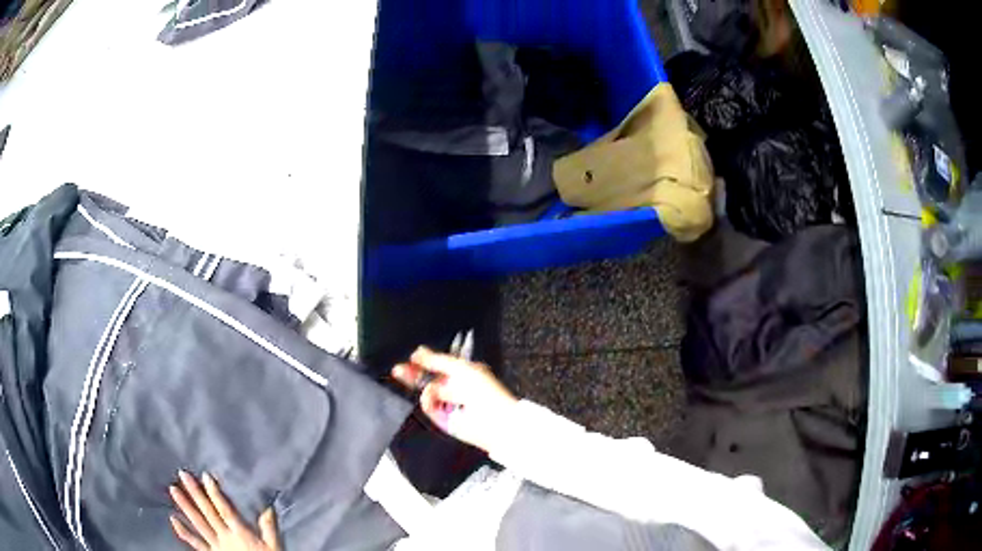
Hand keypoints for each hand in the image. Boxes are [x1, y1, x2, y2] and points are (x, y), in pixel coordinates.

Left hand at [169, 471, 279, 550]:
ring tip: (173, 489)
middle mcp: (225, 536)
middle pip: (208, 513)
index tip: (205, 476)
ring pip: (199, 524)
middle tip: (183, 474)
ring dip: (185, 507)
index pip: (226, 510)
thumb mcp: (274, 546)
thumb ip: (269, 528)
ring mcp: (216, 545)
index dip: (215, 493)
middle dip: (195, 493)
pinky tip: (173, 519)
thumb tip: (268, 507)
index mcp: (241, 533)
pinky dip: (184, 532)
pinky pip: (196, 544)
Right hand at [392, 346, 517, 452]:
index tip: (413, 357)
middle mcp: (455, 388)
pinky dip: (427, 400)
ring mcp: (448, 404)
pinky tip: (429, 396)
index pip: (440, 365)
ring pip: (426, 393)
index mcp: (463, 373)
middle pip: (429, 379)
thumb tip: (418, 351)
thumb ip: (437, 360)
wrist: (492, 419)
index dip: (426, 361)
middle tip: (398, 370)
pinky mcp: (444, 419)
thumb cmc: (484, 390)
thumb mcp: (460, 368)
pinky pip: (429, 407)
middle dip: (414, 374)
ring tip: (417, 383)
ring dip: (420, 386)